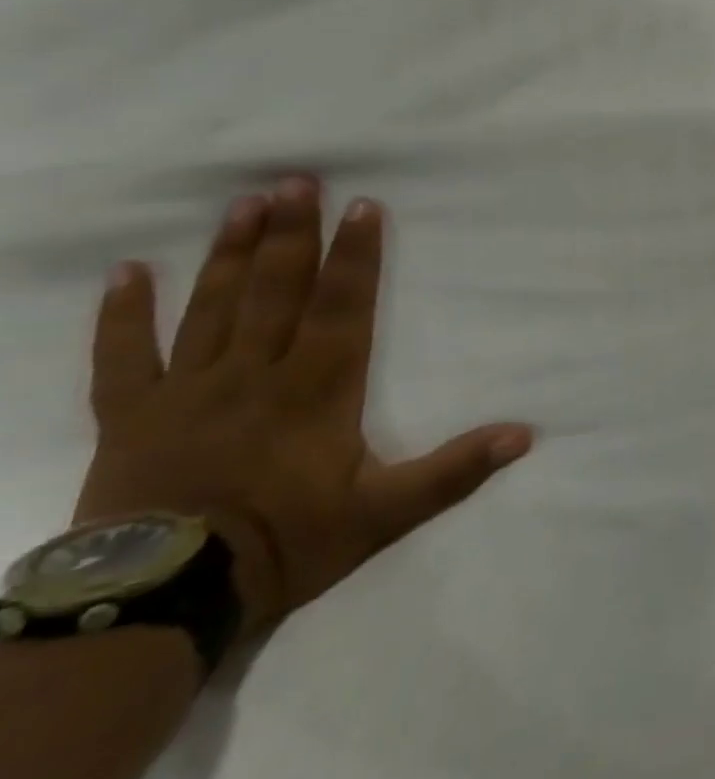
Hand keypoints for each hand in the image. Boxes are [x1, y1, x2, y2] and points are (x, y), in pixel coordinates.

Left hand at [73, 178, 533, 639]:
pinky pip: (126, 355)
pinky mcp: (133, 417)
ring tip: (243, 203)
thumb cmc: (286, 544)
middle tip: (295, 180)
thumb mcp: (386, 513)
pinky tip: (130, 271)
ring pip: (212, 308)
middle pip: (275, 291)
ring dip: (230, 254)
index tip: (362, 207)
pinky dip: (125, 313)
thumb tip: (524, 434)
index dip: (355, 256)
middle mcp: (254, 375)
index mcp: (317, 390)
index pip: (341, 307)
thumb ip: (455, 470)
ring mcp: (188, 391)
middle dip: (290, 234)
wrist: (161, 598)